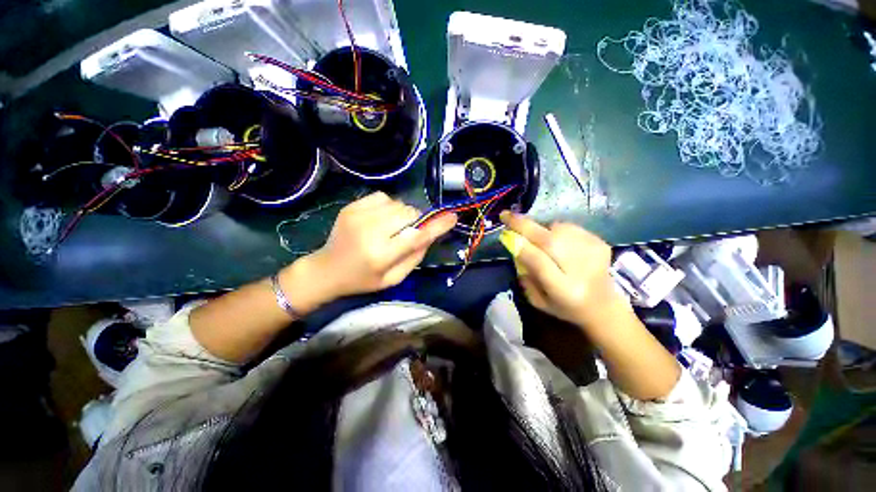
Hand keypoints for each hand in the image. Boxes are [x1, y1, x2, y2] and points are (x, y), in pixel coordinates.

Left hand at [290, 192, 456, 300]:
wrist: (327, 268)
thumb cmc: (363, 279)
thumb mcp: (394, 278)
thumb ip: (415, 256)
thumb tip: (431, 234)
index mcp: (381, 255)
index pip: (416, 236)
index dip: (437, 226)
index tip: (452, 217)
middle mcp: (370, 231)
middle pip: (409, 214)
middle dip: (417, 220)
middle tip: (410, 231)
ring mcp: (358, 215)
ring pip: (398, 204)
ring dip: (403, 214)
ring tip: (393, 227)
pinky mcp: (352, 206)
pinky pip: (383, 197)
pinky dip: (389, 206)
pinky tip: (381, 219)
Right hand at [499, 211, 629, 327]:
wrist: (603, 305)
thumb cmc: (564, 306)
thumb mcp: (538, 300)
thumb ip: (525, 276)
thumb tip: (516, 247)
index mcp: (565, 290)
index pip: (540, 263)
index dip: (522, 247)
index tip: (505, 234)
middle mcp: (581, 270)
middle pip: (550, 242)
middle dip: (525, 226)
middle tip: (506, 215)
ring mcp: (594, 253)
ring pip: (559, 229)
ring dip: (541, 229)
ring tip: (539, 239)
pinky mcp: (600, 243)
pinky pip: (569, 227)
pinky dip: (557, 230)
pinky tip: (558, 242)